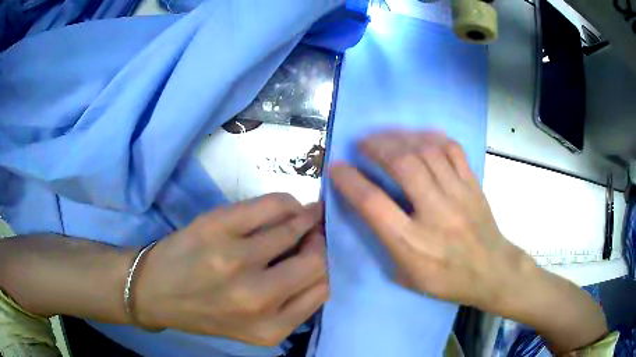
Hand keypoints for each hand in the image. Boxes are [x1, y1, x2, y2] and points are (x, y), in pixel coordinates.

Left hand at [134, 193, 327, 345]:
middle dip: (320, 243)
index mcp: (270, 328)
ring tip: (305, 215)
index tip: (319, 253)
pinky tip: (286, 207)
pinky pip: (271, 205)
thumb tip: (322, 259)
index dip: (326, 266)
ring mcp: (235, 260)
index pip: (323, 288)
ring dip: (306, 218)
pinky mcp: (217, 227)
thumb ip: (292, 304)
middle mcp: (256, 299)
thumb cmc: (205, 312)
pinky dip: (286, 203)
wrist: (154, 292)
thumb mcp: (254, 326)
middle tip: (314, 232)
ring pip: (294, 228)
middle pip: (316, 261)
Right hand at [330, 131, 606, 352]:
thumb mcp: (406, 276)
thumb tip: (366, 208)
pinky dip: (431, 137)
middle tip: (362, 143)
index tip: (336, 167)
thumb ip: (384, 243)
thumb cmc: (446, 280)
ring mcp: (458, 195)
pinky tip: (418, 137)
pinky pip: (452, 149)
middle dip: (375, 147)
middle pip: (402, 165)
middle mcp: (435, 214)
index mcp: (412, 244)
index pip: (373, 204)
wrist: (491, 271)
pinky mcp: (473, 184)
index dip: (349, 181)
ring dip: (399, 138)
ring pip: (426, 151)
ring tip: (385, 136)